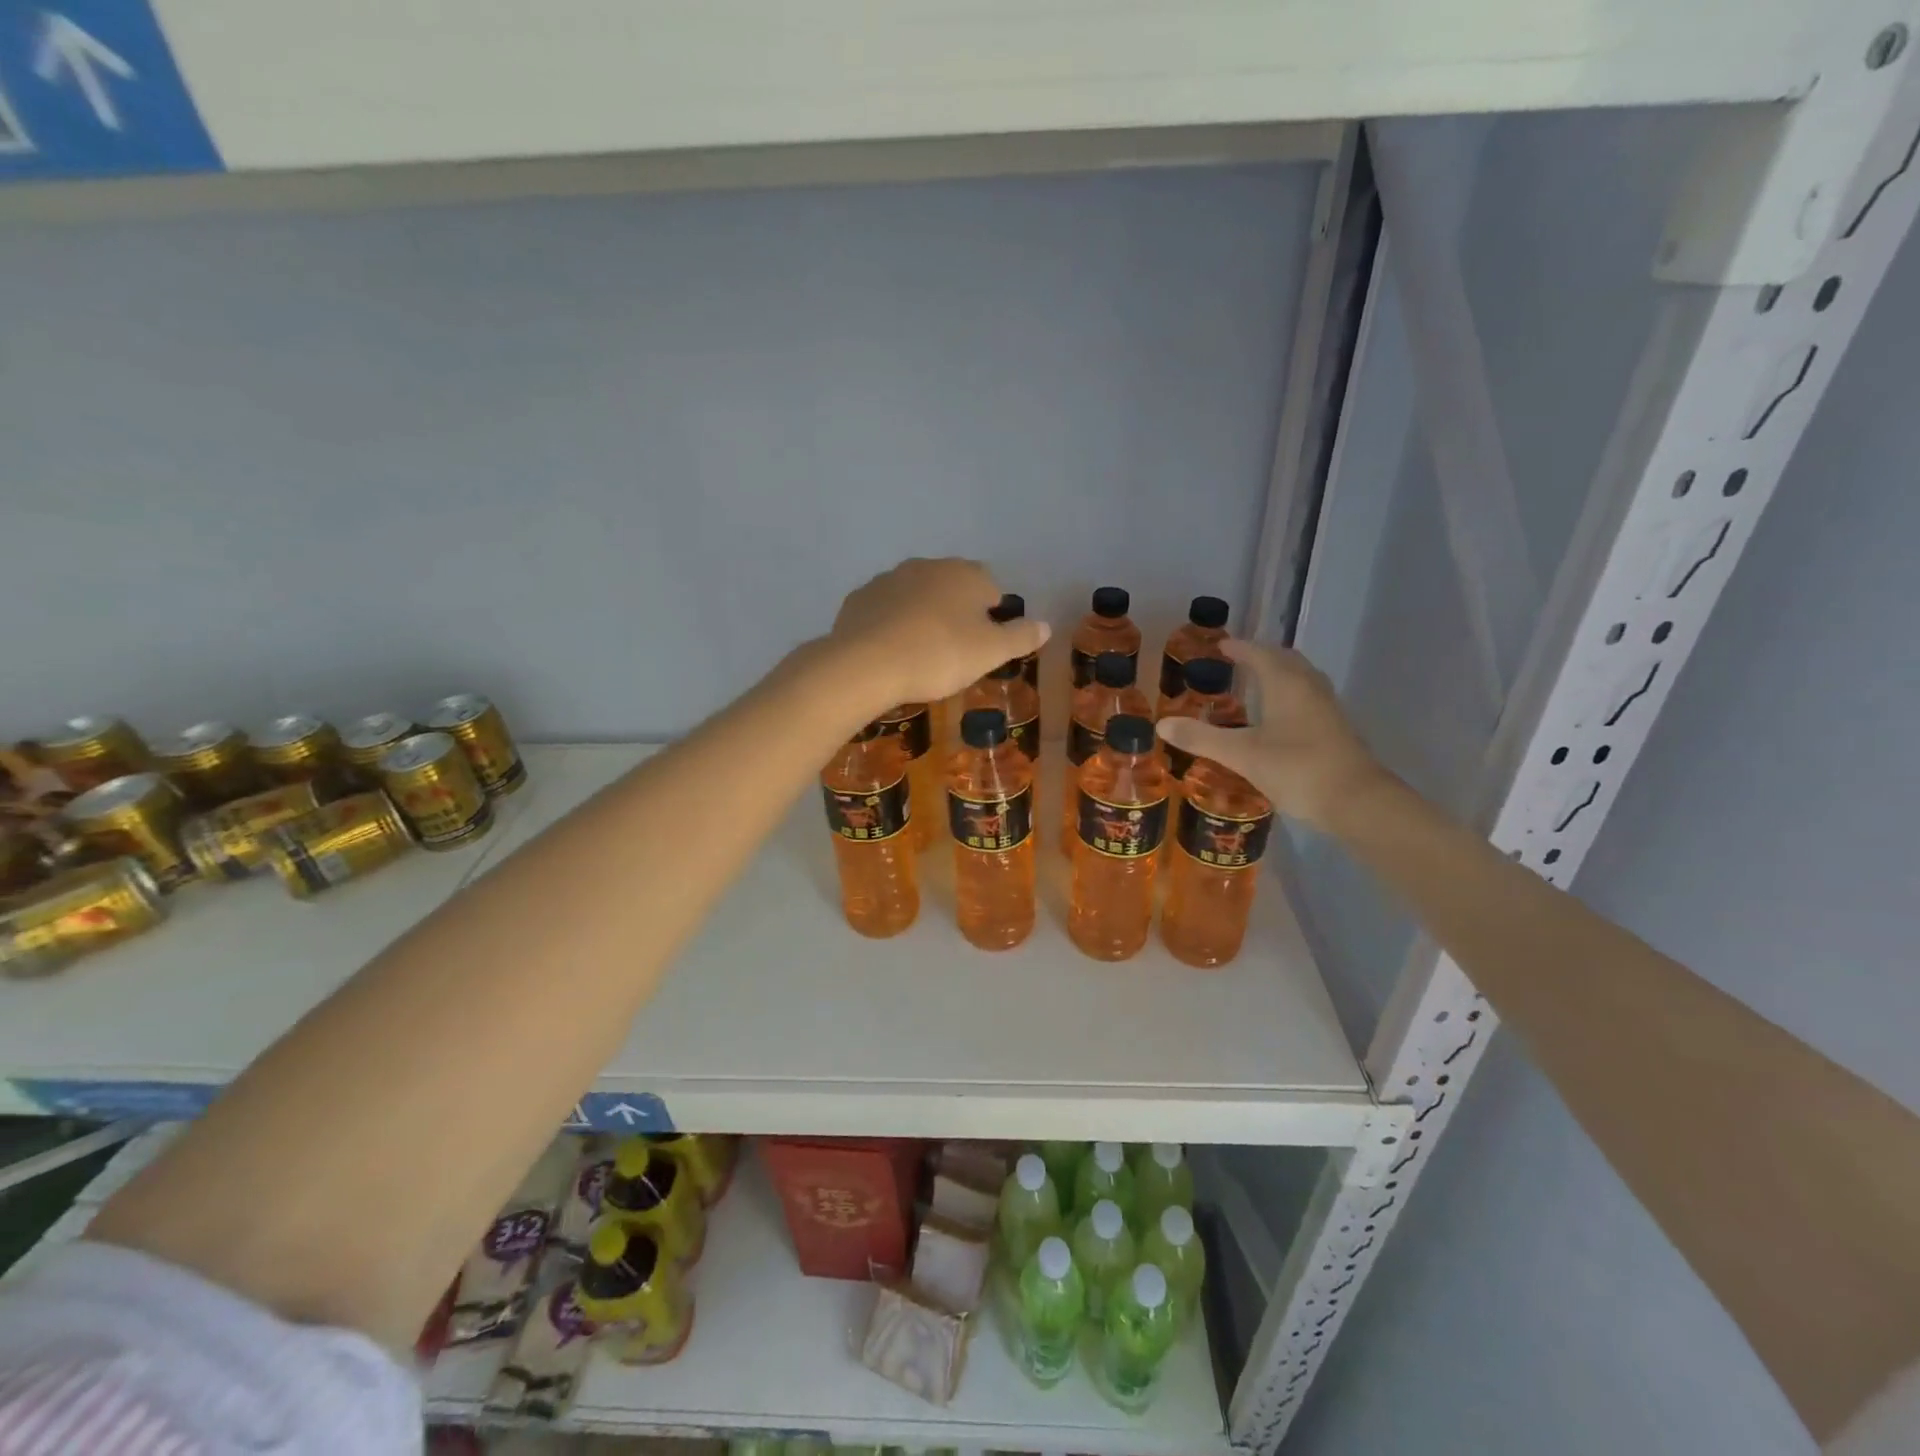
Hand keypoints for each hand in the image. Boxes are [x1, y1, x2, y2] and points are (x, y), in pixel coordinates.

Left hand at [827, 558, 1050, 709]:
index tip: (982, 645)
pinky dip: (890, 624)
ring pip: (916, 595)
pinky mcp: (859, 597)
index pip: (991, 588)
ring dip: (921, 616)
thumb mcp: (990, 652)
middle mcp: (928, 566)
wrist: (867, 664)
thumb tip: (1046, 626)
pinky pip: (885, 609)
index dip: (991, 616)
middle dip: (955, 612)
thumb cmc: (940, 655)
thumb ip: (1021, 637)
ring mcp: (889, 578)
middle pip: (952, 587)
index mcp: (966, 574)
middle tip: (952, 652)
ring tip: (919, 653)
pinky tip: (889, 652)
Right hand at [1156, 639, 1387, 831]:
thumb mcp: (1241, 755)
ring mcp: (1327, 710)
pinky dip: (1290, 696)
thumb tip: (1161, 724)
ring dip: (1280, 675)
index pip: (1260, 655)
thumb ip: (1202, 738)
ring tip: (1257, 684)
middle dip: (1262, 656)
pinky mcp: (1336, 731)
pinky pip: (1309, 699)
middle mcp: (1309, 689)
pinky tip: (1279, 718)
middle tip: (1239, 660)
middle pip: (1286, 661)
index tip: (1221, 645)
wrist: (1357, 802)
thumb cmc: (1297, 769)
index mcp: (1287, 684)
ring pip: (1301, 679)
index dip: (1240, 648)